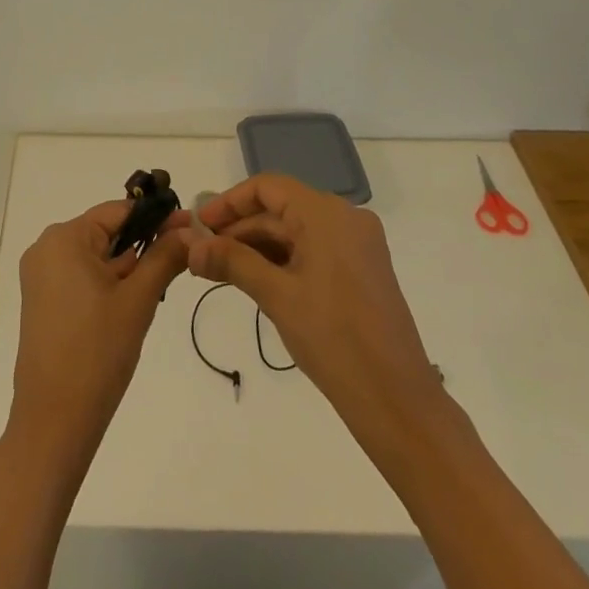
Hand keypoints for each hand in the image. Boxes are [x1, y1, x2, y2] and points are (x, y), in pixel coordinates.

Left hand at [10, 201, 188, 462]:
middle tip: (179, 264)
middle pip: (106, 232)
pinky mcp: (42, 300)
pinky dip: (107, 284)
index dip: (155, 218)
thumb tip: (190, 228)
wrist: (54, 422)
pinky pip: (81, 276)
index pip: (118, 211)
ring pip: (96, 256)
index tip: (189, 229)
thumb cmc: (97, 353)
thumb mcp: (138, 300)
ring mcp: (40, 275)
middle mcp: (46, 247)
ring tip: (155, 291)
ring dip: (126, 268)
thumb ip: (164, 257)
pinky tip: (128, 307)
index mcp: (64, 238)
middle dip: (142, 246)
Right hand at [189, 174, 444, 467]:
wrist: (396, 400)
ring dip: (257, 246)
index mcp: (326, 213)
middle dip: (239, 228)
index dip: (229, 201)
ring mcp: (357, 244)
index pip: (267, 187)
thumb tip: (192, 247)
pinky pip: (312, 250)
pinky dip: (282, 260)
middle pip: (280, 209)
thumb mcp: (276, 296)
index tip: (199, 224)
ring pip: (295, 231)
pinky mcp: (361, 269)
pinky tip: (254, 279)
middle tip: (201, 252)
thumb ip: (232, 262)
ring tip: (219, 269)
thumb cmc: (334, 338)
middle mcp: (345, 218)